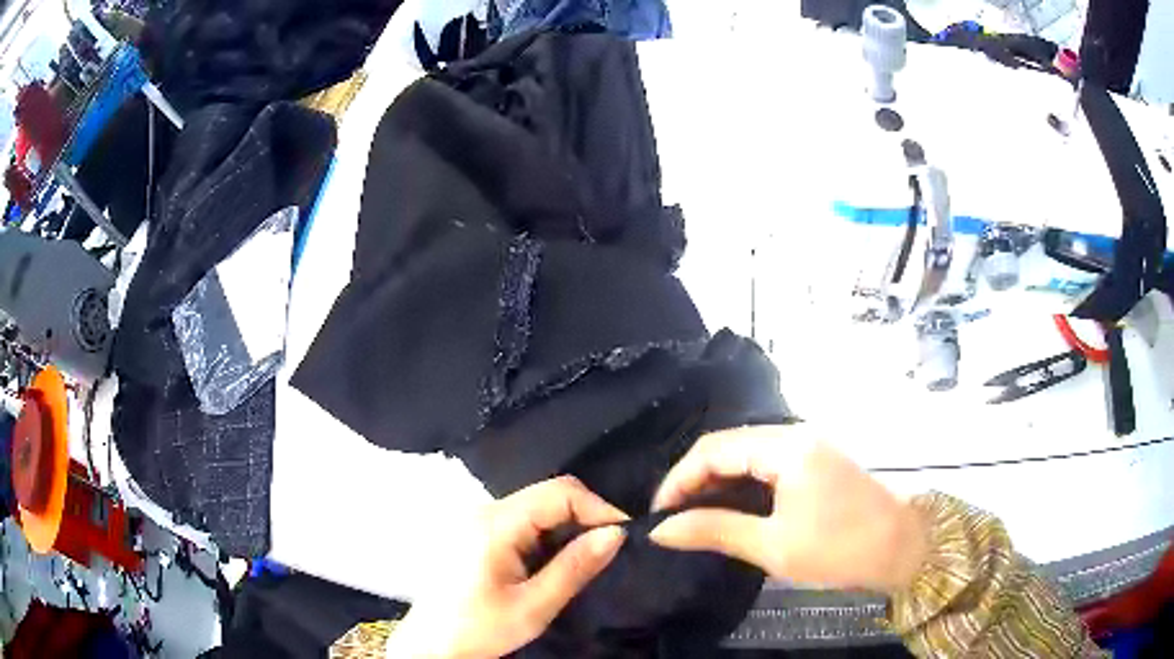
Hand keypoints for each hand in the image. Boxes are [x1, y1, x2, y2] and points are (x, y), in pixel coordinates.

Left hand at [390, 476, 627, 657]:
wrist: (432, 644)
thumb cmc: (479, 629)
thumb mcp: (533, 606)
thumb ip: (574, 567)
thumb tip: (617, 533)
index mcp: (495, 524)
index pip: (559, 492)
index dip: (598, 508)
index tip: (622, 537)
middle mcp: (483, 509)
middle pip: (547, 495)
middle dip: (584, 518)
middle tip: (608, 551)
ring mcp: (476, 519)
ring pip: (536, 507)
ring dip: (566, 528)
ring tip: (584, 559)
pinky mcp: (475, 532)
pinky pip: (520, 521)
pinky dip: (545, 536)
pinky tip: (551, 563)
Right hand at [649, 425, 927, 593]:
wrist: (904, 548)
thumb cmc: (839, 548)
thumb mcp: (773, 545)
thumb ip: (714, 530)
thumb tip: (660, 531)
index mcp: (786, 446)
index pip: (713, 449)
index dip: (679, 479)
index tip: (658, 515)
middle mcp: (796, 434)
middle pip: (729, 445)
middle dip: (695, 480)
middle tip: (673, 518)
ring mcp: (809, 445)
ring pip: (748, 453)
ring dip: (718, 481)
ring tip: (695, 515)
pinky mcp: (817, 460)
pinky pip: (767, 462)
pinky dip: (743, 483)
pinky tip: (732, 507)